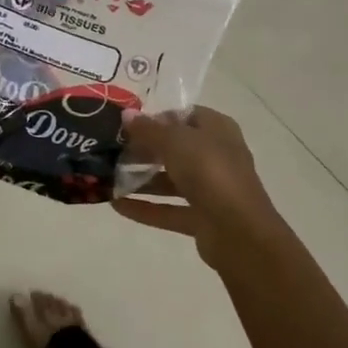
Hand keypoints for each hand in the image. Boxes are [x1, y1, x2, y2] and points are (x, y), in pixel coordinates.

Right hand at [113, 105, 279, 264]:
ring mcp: (211, 189)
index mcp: (217, 129)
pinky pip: (169, 209)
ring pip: (171, 180)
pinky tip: (116, 205)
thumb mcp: (175, 141)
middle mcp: (216, 156)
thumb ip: (149, 129)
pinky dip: (145, 208)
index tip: (128, 123)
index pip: (184, 115)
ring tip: (108, 177)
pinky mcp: (203, 219)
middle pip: (176, 148)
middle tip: (112, 150)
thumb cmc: (210, 171)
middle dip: (144, 149)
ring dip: (142, 179)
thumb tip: (126, 114)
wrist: (240, 233)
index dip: (157, 117)